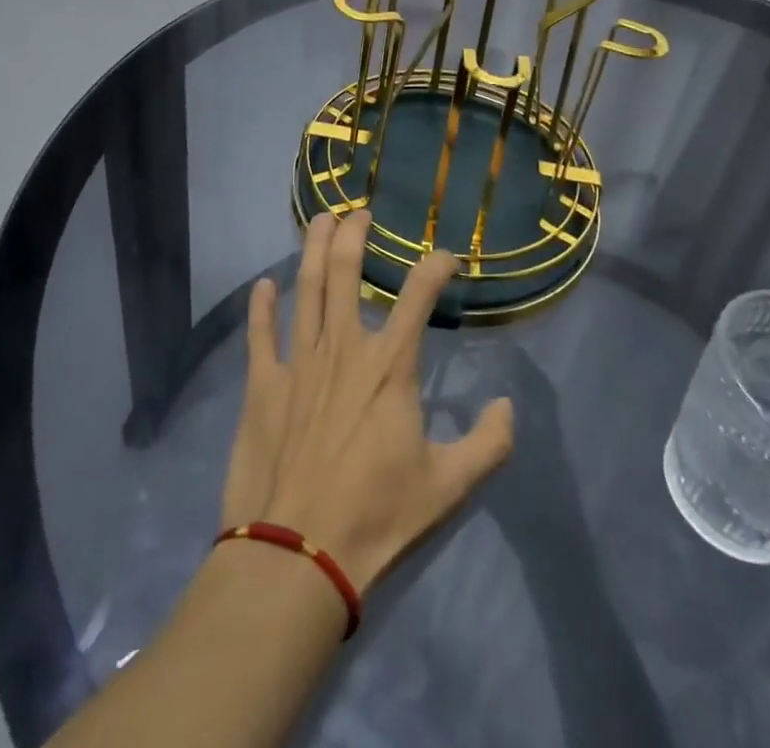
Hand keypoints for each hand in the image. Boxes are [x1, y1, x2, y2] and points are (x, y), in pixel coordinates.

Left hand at [220, 211, 514, 591]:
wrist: (295, 556)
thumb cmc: (375, 517)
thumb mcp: (448, 487)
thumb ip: (489, 444)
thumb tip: (509, 406)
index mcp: (390, 366)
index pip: (418, 296)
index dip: (435, 267)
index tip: (446, 256)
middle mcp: (343, 349)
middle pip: (345, 273)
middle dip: (353, 236)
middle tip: (359, 212)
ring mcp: (298, 362)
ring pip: (305, 289)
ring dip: (312, 249)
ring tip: (320, 219)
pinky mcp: (262, 385)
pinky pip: (260, 334)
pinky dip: (261, 306)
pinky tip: (263, 284)